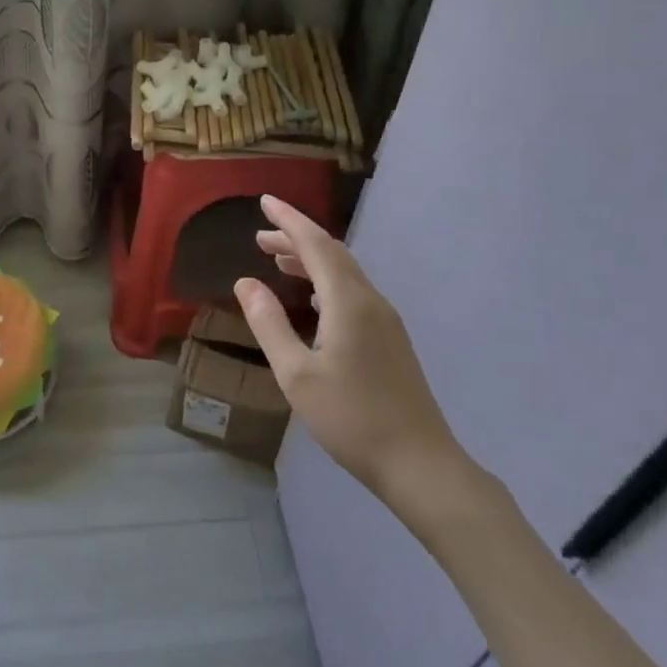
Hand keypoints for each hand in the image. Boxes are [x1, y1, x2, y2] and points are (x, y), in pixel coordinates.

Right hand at [234, 196, 473, 521]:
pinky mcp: (390, 339)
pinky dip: (326, 280)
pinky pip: (353, 291)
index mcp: (348, 302)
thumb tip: (246, 282)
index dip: (289, 220)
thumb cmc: (351, 419)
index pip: (315, 244)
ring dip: (311, 259)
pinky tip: (313, 298)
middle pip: (331, 253)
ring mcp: (385, 320)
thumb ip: (269, 324)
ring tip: (278, 260)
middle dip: (296, 238)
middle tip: (260, 236)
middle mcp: (370, 301)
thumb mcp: (296, 374)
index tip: (264, 201)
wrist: (420, 464)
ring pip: (344, 272)